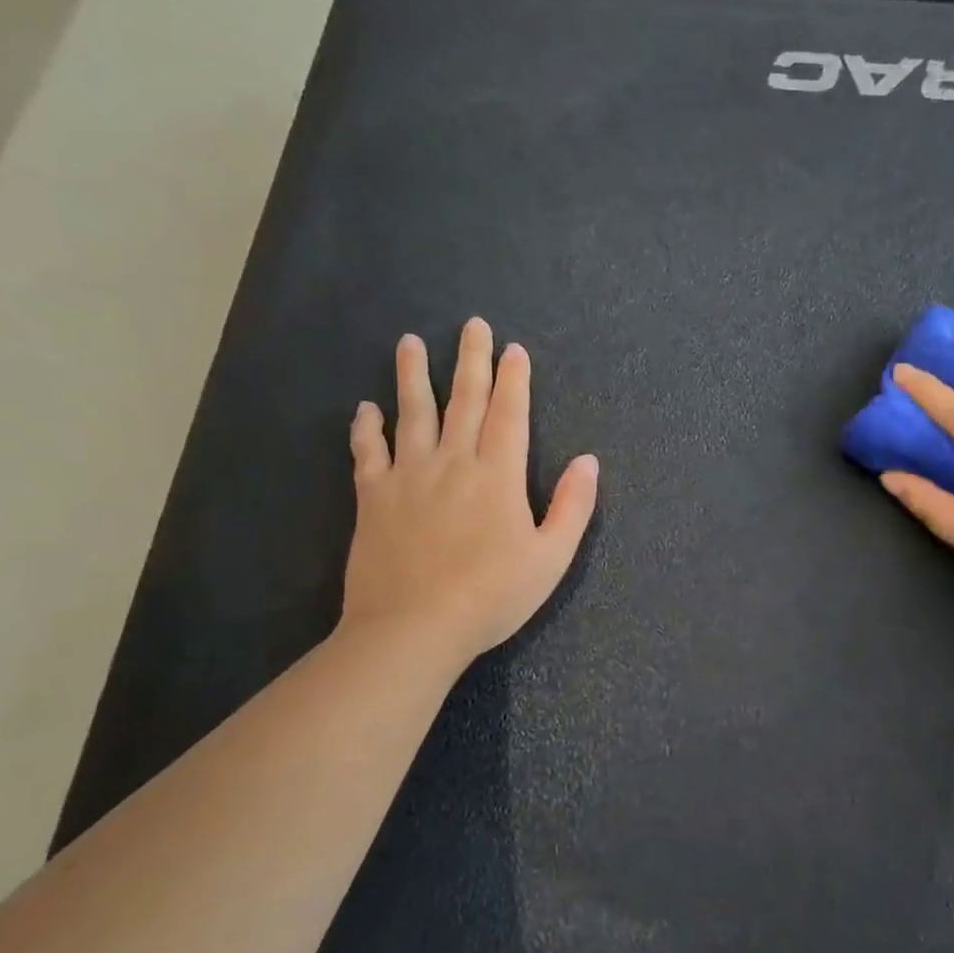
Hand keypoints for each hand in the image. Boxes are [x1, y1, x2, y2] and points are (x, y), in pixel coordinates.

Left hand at [341, 320, 598, 661]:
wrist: (413, 628)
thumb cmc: (492, 595)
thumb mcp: (551, 557)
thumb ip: (572, 506)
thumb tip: (588, 461)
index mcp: (498, 475)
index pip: (509, 414)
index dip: (513, 380)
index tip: (513, 350)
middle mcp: (453, 463)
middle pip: (463, 401)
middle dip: (471, 361)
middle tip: (472, 325)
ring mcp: (408, 477)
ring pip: (411, 414)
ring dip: (412, 376)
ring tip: (410, 342)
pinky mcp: (373, 498)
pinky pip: (368, 453)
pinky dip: (366, 429)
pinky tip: (365, 409)